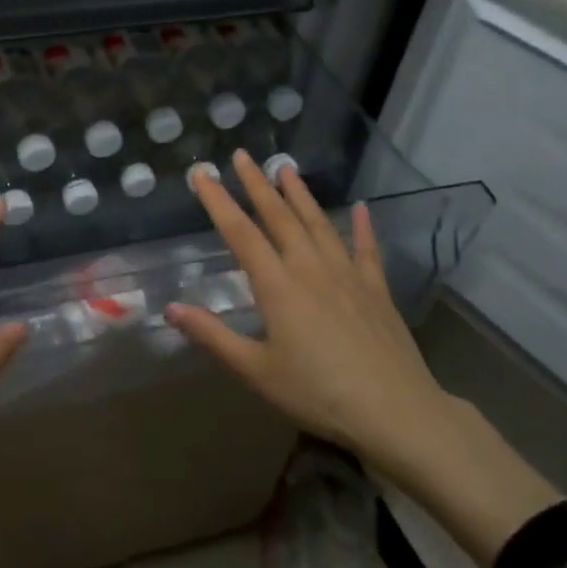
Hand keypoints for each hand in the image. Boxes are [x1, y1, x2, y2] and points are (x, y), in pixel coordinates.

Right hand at [164, 150, 455, 482]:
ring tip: (285, 168)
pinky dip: (362, 226)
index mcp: (277, 285)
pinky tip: (361, 208)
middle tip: (242, 155)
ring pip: (318, 224)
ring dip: (300, 194)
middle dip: (257, 184)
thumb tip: (171, 307)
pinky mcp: (376, 289)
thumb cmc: (317, 393)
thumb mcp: (256, 371)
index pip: (240, 233)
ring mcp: (347, 275)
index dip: (217, 201)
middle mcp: (310, 268)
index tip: (201, 173)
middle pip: (279, 217)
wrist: (396, 412)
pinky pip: (366, 248)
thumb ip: (213, 336)